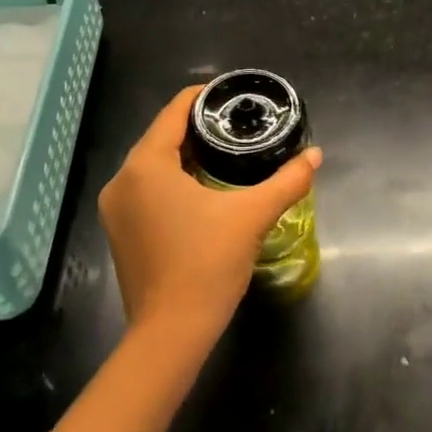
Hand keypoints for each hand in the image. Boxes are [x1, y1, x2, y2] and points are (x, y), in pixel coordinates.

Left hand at [98, 87, 322, 344]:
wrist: (170, 334)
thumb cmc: (207, 264)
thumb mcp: (252, 216)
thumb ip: (286, 180)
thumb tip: (315, 155)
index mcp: (145, 165)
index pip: (173, 112)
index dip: (203, 97)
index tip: (232, 97)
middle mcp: (122, 180)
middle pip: (162, 136)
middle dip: (198, 128)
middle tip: (237, 126)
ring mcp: (115, 209)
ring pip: (153, 164)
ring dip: (185, 155)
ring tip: (226, 153)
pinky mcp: (120, 232)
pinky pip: (146, 189)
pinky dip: (171, 180)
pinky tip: (202, 189)